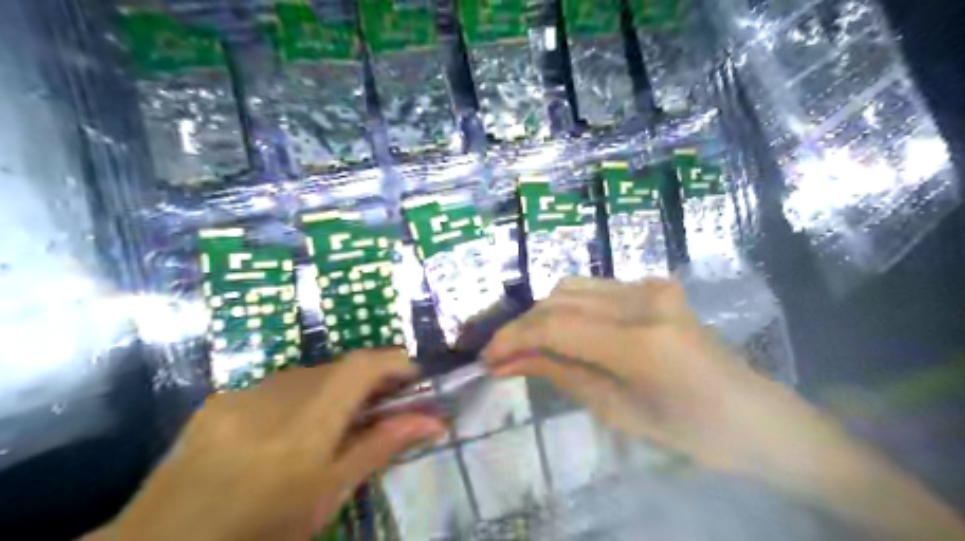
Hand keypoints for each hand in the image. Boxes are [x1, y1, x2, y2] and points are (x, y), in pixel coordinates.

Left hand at [99, 349, 446, 540]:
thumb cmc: (262, 529)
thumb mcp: (330, 493)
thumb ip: (381, 447)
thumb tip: (434, 421)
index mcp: (307, 426)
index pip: (360, 367)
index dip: (393, 361)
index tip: (413, 377)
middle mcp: (275, 396)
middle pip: (338, 367)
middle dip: (367, 379)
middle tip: (380, 406)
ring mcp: (243, 394)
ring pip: (308, 374)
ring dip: (332, 388)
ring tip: (332, 422)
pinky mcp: (221, 398)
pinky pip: (275, 385)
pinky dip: (296, 397)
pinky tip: (284, 429)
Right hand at [487, 277, 774, 470]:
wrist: (753, 415)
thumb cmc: (691, 433)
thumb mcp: (617, 411)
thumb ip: (560, 375)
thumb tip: (508, 362)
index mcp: (640, 343)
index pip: (554, 327)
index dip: (513, 339)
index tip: (487, 357)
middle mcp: (644, 301)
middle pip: (558, 300)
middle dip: (522, 326)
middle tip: (501, 354)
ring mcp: (651, 287)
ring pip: (572, 288)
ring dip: (542, 314)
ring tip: (527, 344)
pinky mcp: (654, 286)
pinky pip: (593, 289)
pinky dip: (567, 308)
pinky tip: (561, 331)